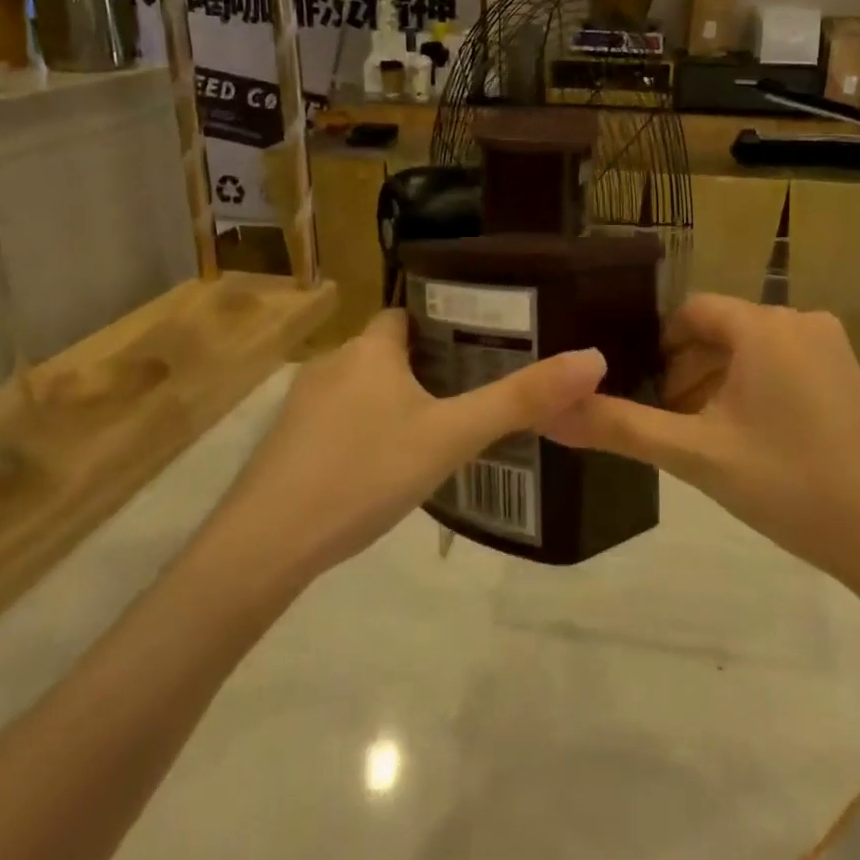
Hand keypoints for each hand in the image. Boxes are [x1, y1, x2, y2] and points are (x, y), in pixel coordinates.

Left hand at [215, 309, 605, 579]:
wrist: (266, 545)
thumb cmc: (364, 472)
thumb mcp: (452, 436)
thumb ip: (520, 400)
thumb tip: (593, 359)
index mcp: (369, 349)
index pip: (408, 313)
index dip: (444, 323)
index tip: (480, 345)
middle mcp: (331, 364)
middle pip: (388, 351)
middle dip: (426, 368)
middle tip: (470, 396)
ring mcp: (301, 406)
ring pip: (362, 388)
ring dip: (394, 402)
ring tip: (434, 434)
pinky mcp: (285, 445)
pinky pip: (337, 423)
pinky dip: (364, 432)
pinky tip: (381, 471)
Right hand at [547, 295, 859, 581]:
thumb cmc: (788, 485)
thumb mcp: (695, 455)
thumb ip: (620, 428)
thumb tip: (549, 413)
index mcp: (763, 327)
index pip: (691, 312)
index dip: (660, 347)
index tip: (643, 390)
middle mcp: (799, 320)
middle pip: (721, 330)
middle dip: (688, 370)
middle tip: (671, 423)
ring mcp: (829, 345)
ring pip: (751, 348)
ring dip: (718, 381)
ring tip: (704, 435)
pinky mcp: (847, 372)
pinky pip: (782, 362)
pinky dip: (754, 387)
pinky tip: (749, 438)